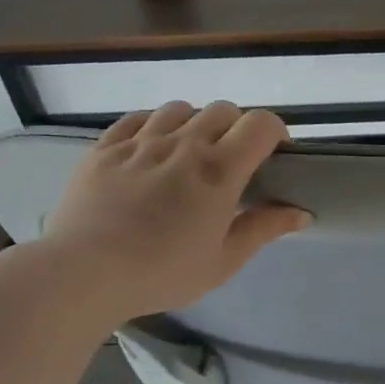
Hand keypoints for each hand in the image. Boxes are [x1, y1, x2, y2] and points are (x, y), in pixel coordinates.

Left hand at [37, 102, 310, 323]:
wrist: (82, 274)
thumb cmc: (161, 273)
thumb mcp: (223, 261)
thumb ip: (263, 229)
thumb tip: (302, 212)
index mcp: (219, 171)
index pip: (261, 124)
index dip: (275, 132)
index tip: (275, 156)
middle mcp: (184, 144)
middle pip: (223, 110)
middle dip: (238, 129)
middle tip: (234, 162)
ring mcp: (141, 141)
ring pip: (181, 109)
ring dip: (196, 124)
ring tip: (190, 154)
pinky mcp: (105, 147)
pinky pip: (138, 118)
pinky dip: (155, 126)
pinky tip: (153, 149)